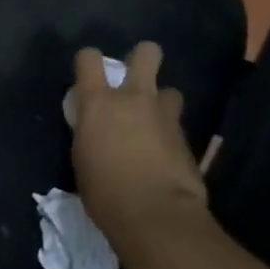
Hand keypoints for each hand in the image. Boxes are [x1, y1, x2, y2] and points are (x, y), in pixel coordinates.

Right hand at [71, 42, 209, 252]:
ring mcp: (164, 115)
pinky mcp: (187, 137)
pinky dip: (169, 133)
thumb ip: (90, 132)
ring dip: (161, 101)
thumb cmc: (104, 191)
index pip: (89, 58)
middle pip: (146, 53)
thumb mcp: (82, 157)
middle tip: (134, 78)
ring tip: (154, 122)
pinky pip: (176, 124)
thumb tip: (96, 128)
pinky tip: (164, 153)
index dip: (88, 61)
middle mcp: (133, 98)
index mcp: (98, 102)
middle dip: (142, 58)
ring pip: (169, 90)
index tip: (88, 75)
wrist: (156, 215)